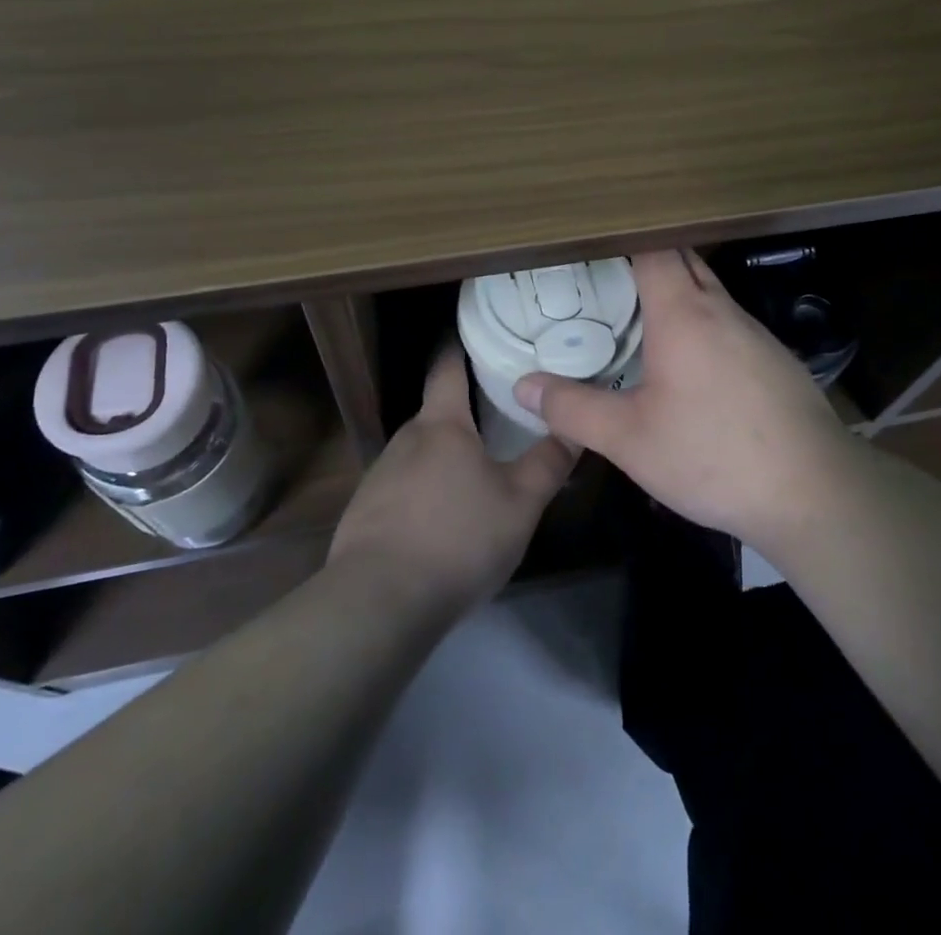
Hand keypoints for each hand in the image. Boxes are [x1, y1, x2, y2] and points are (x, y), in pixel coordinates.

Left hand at [328, 347, 575, 622]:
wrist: (378, 602)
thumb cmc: (458, 538)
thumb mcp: (520, 503)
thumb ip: (549, 462)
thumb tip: (575, 425)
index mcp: (441, 424)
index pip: (447, 366)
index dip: (461, 347)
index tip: (480, 337)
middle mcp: (405, 438)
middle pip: (438, 414)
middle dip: (466, 415)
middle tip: (502, 422)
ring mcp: (379, 475)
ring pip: (421, 454)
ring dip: (446, 459)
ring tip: (476, 477)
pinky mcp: (365, 512)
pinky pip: (403, 488)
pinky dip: (425, 493)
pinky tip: (442, 524)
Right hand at [513, 249, 850, 549]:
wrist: (814, 492)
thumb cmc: (712, 454)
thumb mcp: (628, 438)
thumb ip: (572, 408)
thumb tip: (523, 385)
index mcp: (683, 312)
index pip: (653, 247)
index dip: (623, 238)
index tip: (591, 244)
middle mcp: (721, 309)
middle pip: (683, 261)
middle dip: (645, 261)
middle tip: (603, 279)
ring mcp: (755, 333)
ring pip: (709, 293)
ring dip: (676, 295)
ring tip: (637, 318)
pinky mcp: (774, 361)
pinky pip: (728, 324)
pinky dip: (701, 326)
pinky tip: (689, 366)